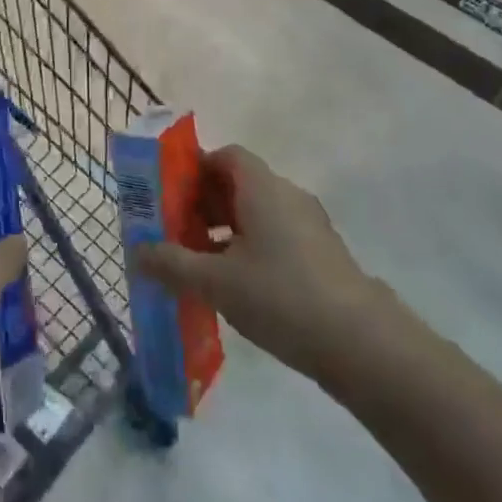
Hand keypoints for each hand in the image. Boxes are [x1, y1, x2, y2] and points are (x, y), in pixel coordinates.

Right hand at [134, 145, 391, 381]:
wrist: (363, 345)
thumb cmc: (281, 296)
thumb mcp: (216, 282)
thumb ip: (172, 264)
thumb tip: (138, 252)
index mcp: (263, 188)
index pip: (226, 156)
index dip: (196, 168)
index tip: (170, 194)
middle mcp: (288, 197)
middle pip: (240, 183)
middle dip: (204, 203)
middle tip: (176, 231)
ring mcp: (310, 227)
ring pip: (258, 213)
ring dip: (225, 230)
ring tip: (199, 264)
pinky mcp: (322, 256)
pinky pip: (276, 237)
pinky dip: (250, 249)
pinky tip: (235, 286)